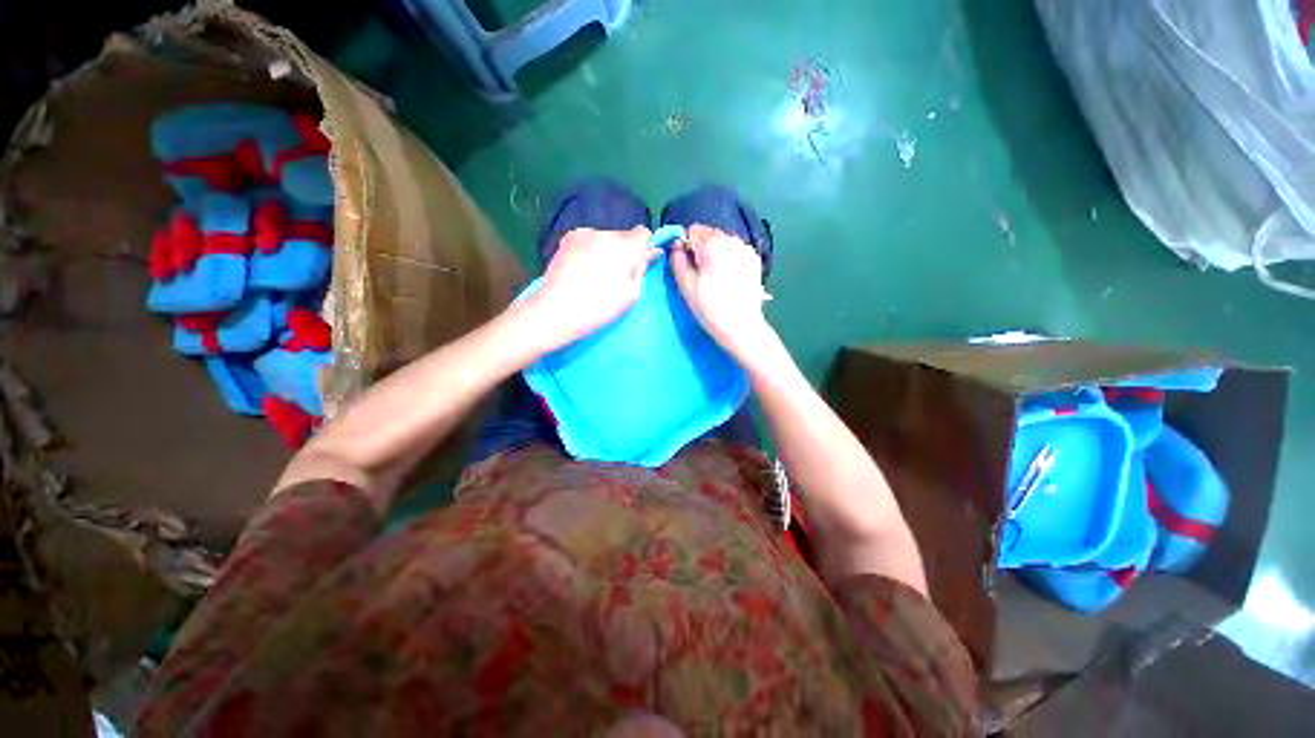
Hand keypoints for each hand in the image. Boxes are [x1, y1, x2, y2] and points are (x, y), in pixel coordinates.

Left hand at [524, 227, 660, 353]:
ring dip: (608, 251)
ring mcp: (584, 233)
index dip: (644, 248)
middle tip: (617, 276)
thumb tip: (652, 252)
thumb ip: (643, 269)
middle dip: (625, 251)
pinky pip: (590, 239)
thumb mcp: (631, 295)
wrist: (556, 311)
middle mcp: (605, 233)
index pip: (644, 233)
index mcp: (625, 248)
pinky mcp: (568, 238)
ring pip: (606, 238)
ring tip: (597, 275)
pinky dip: (592, 250)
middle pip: (624, 235)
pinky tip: (583, 269)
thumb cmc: (599, 309)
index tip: (637, 266)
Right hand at [670, 225, 775, 364]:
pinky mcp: (754, 259)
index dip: (686, 246)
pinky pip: (735, 250)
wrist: (742, 327)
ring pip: (723, 241)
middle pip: (709, 234)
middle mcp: (731, 240)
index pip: (692, 230)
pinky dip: (729, 258)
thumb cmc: (710, 308)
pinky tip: (729, 278)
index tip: (688, 265)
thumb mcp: (686, 285)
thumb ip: (676, 260)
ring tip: (716, 278)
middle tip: (701, 275)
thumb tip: (676, 245)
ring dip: (716, 253)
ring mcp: (745, 248)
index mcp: (712, 244)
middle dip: (702, 249)